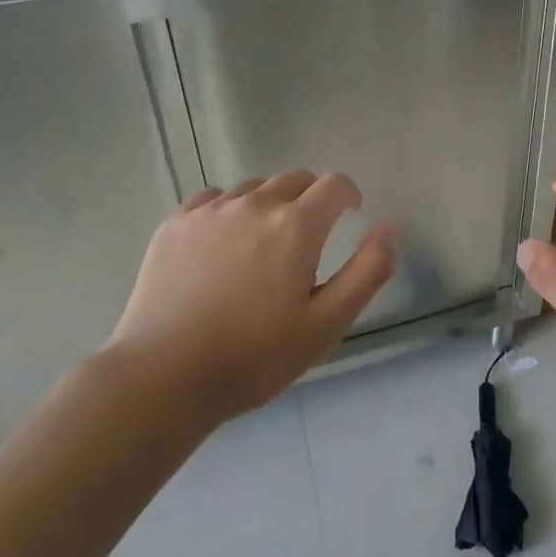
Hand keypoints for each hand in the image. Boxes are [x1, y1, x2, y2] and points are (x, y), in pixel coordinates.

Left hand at [108, 170, 396, 422]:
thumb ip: (368, 269)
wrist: (163, 378)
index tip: (350, 214)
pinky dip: (229, 210)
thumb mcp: (327, 323)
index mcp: (296, 225)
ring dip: (271, 203)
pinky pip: (213, 199)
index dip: (348, 195)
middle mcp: (255, 204)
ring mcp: (210, 211)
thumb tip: (391, 224)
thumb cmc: (254, 356)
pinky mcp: (175, 224)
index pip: (334, 184)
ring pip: (254, 188)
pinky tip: (223, 243)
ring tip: (264, 243)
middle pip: (295, 178)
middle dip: (312, 197)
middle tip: (310, 235)